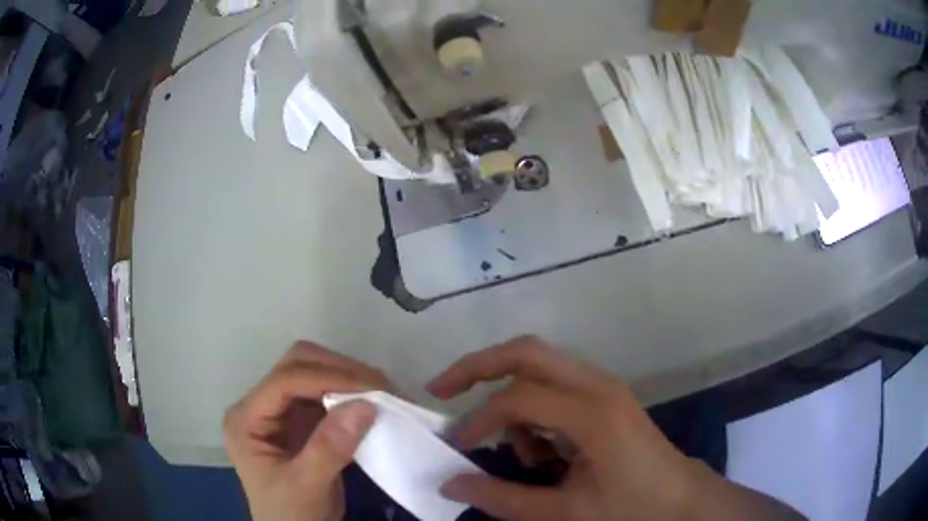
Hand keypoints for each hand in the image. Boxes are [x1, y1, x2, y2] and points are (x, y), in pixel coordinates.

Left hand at [224, 341, 389, 520]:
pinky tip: (372, 404)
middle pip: (296, 365)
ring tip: (383, 393)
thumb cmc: (290, 514)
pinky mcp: (300, 420)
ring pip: (313, 372)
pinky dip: (351, 394)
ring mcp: (280, 411)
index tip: (372, 389)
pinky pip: (326, 394)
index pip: (284, 381)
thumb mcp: (306, 487)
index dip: (327, 378)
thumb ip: (329, 448)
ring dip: (349, 378)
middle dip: (339, 370)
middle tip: (381, 387)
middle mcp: (260, 406)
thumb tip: (366, 405)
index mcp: (246, 419)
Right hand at [428, 336, 803, 520]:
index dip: (479, 421)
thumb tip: (450, 484)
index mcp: (592, 413)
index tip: (459, 449)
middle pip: (527, 351)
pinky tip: (542, 452)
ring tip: (515, 451)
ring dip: (510, 397)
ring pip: (539, 366)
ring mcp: (602, 387)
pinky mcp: (604, 397)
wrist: (682, 500)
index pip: (517, 398)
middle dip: (478, 366)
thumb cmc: (632, 508)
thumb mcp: (565, 512)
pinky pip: (555, 387)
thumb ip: (503, 499)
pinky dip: (534, 410)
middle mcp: (596, 386)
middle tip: (442, 388)